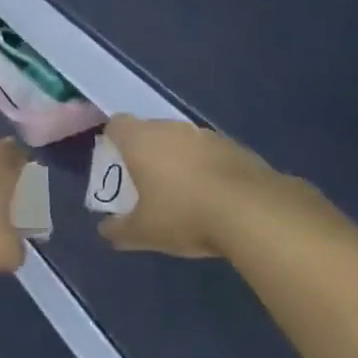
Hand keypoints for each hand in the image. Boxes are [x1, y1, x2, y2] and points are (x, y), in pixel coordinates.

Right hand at [98, 116, 288, 258]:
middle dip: (145, 153)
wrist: (251, 210)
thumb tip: (106, 230)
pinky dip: (204, 167)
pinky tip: (211, 196)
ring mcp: (204, 134)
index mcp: (141, 140)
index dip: (112, 141)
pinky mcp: (232, 145)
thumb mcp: (144, 232)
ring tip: (180, 192)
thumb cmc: (184, 214)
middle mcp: (170, 128)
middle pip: (149, 131)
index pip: (117, 125)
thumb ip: (119, 230)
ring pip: (180, 140)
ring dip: (176, 159)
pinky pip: (207, 152)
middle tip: (145, 184)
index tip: (115, 164)